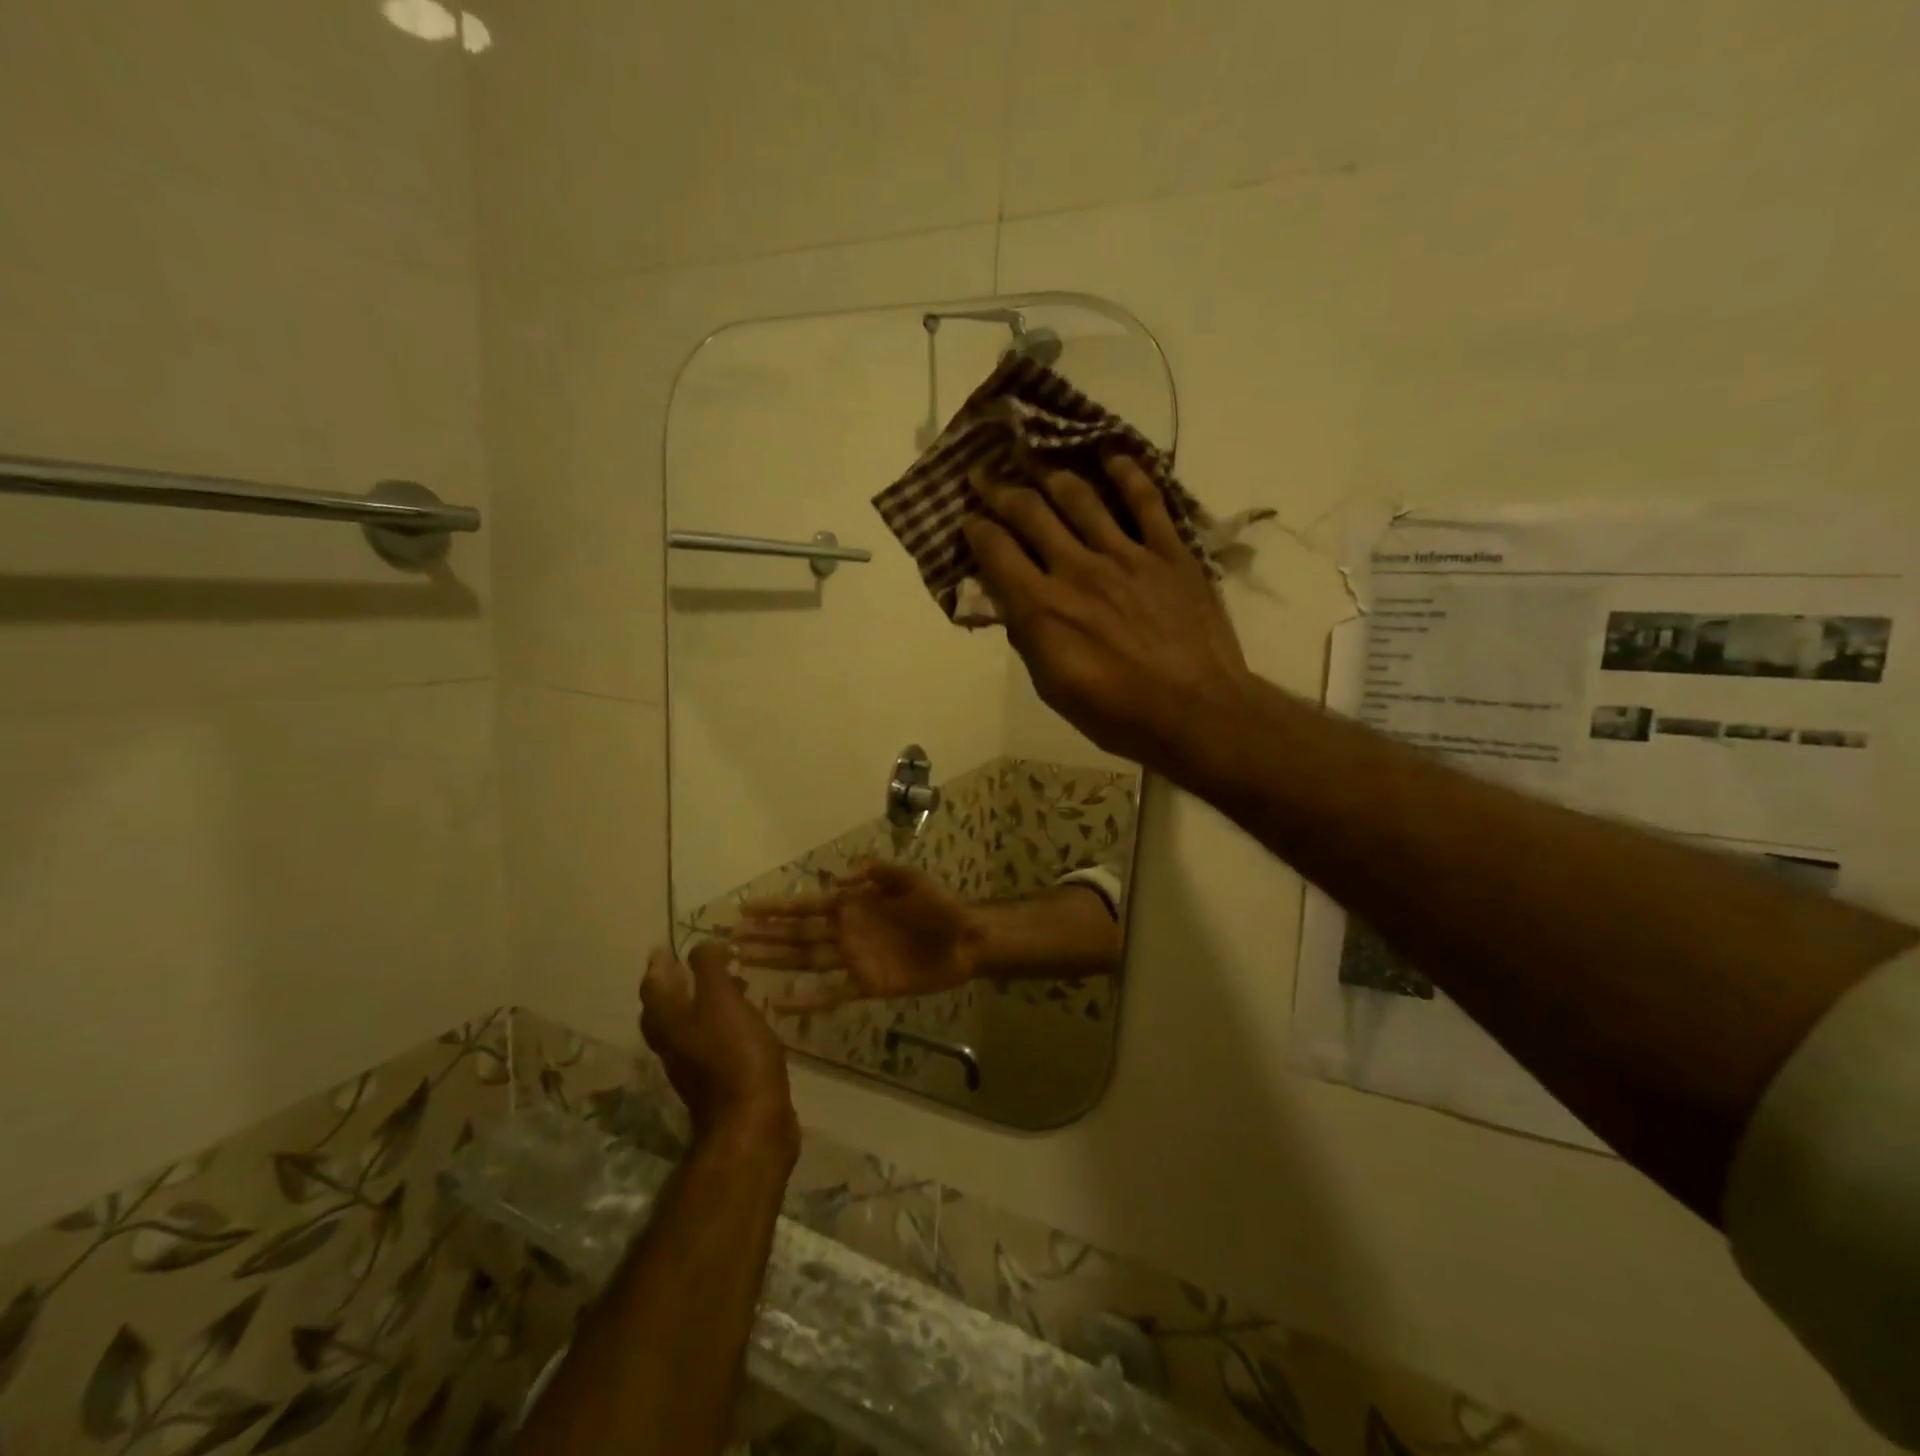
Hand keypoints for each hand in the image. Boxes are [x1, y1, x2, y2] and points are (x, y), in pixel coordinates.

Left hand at [640, 942, 796, 1155]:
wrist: (751, 1120)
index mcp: (669, 1020)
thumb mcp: (722, 1000)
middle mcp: (673, 1043)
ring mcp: (693, 1064)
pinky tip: (745, 1017)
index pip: (653, 986)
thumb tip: (703, 944)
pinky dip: (721, 1022)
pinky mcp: (716, 1079)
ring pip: (687, 1025)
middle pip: (664, 1008)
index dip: (658, 965)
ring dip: (701, 1002)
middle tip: (691, 965)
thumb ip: (710, 968)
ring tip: (729, 983)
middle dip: (675, 984)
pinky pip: (711, 1040)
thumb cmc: (734, 1053)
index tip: (665, 947)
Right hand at [732, 862, 980, 1012]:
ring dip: (775, 961)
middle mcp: (845, 932)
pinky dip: (806, 1001)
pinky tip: (780, 1004)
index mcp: (853, 905)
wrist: (964, 942)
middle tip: (730, 939)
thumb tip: (834, 880)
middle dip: (765, 935)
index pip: (806, 906)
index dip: (776, 908)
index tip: (744, 908)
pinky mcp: (866, 985)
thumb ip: (875, 873)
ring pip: (805, 961)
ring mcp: (853, 960)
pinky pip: (831, 994)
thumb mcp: (910, 880)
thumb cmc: (938, 907)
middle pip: (797, 934)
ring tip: (742, 962)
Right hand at [961, 455, 1249, 780]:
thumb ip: (1028, 639)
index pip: (996, 552)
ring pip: (1080, 498)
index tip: (968, 519)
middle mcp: (1077, 569)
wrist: (1197, 712)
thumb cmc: (1118, 714)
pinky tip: (1110, 455)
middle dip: (999, 490)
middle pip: (1031, 513)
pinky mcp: (1169, 553)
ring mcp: (1126, 555)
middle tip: (983, 475)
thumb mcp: (1054, 689)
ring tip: (1034, 458)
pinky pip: (1146, 502)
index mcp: (1043, 608)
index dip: (976, 529)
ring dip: (1050, 474)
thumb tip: (1009, 604)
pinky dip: (1127, 473)